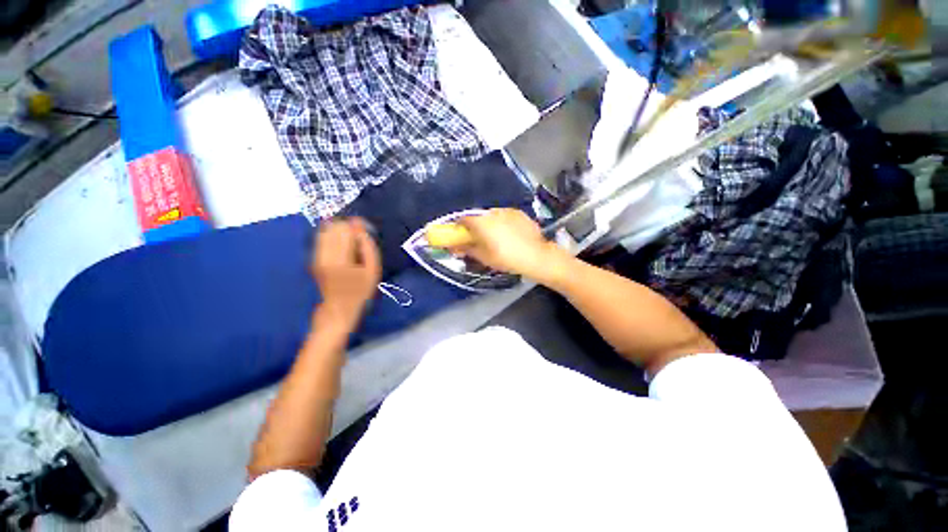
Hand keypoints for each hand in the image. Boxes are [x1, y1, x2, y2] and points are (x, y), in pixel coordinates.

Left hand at [311, 218, 380, 325]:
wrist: (339, 307)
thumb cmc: (361, 290)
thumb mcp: (373, 269)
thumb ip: (368, 246)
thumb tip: (360, 225)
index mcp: (340, 259)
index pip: (345, 229)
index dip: (357, 227)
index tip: (365, 234)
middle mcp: (324, 255)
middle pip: (334, 227)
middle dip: (347, 228)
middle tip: (358, 241)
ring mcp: (316, 256)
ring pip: (326, 230)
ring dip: (339, 232)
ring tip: (349, 244)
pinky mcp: (313, 258)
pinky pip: (321, 238)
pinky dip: (332, 238)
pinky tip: (341, 248)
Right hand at [453, 209, 564, 281]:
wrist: (536, 256)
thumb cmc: (506, 258)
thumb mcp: (484, 257)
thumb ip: (467, 249)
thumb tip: (454, 247)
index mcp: (481, 222)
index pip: (463, 219)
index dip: (459, 227)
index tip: (460, 236)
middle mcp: (492, 212)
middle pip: (478, 217)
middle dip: (476, 227)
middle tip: (480, 239)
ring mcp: (507, 211)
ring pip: (493, 216)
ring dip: (490, 224)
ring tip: (498, 237)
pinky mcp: (519, 213)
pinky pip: (506, 216)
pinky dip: (504, 223)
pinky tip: (511, 234)